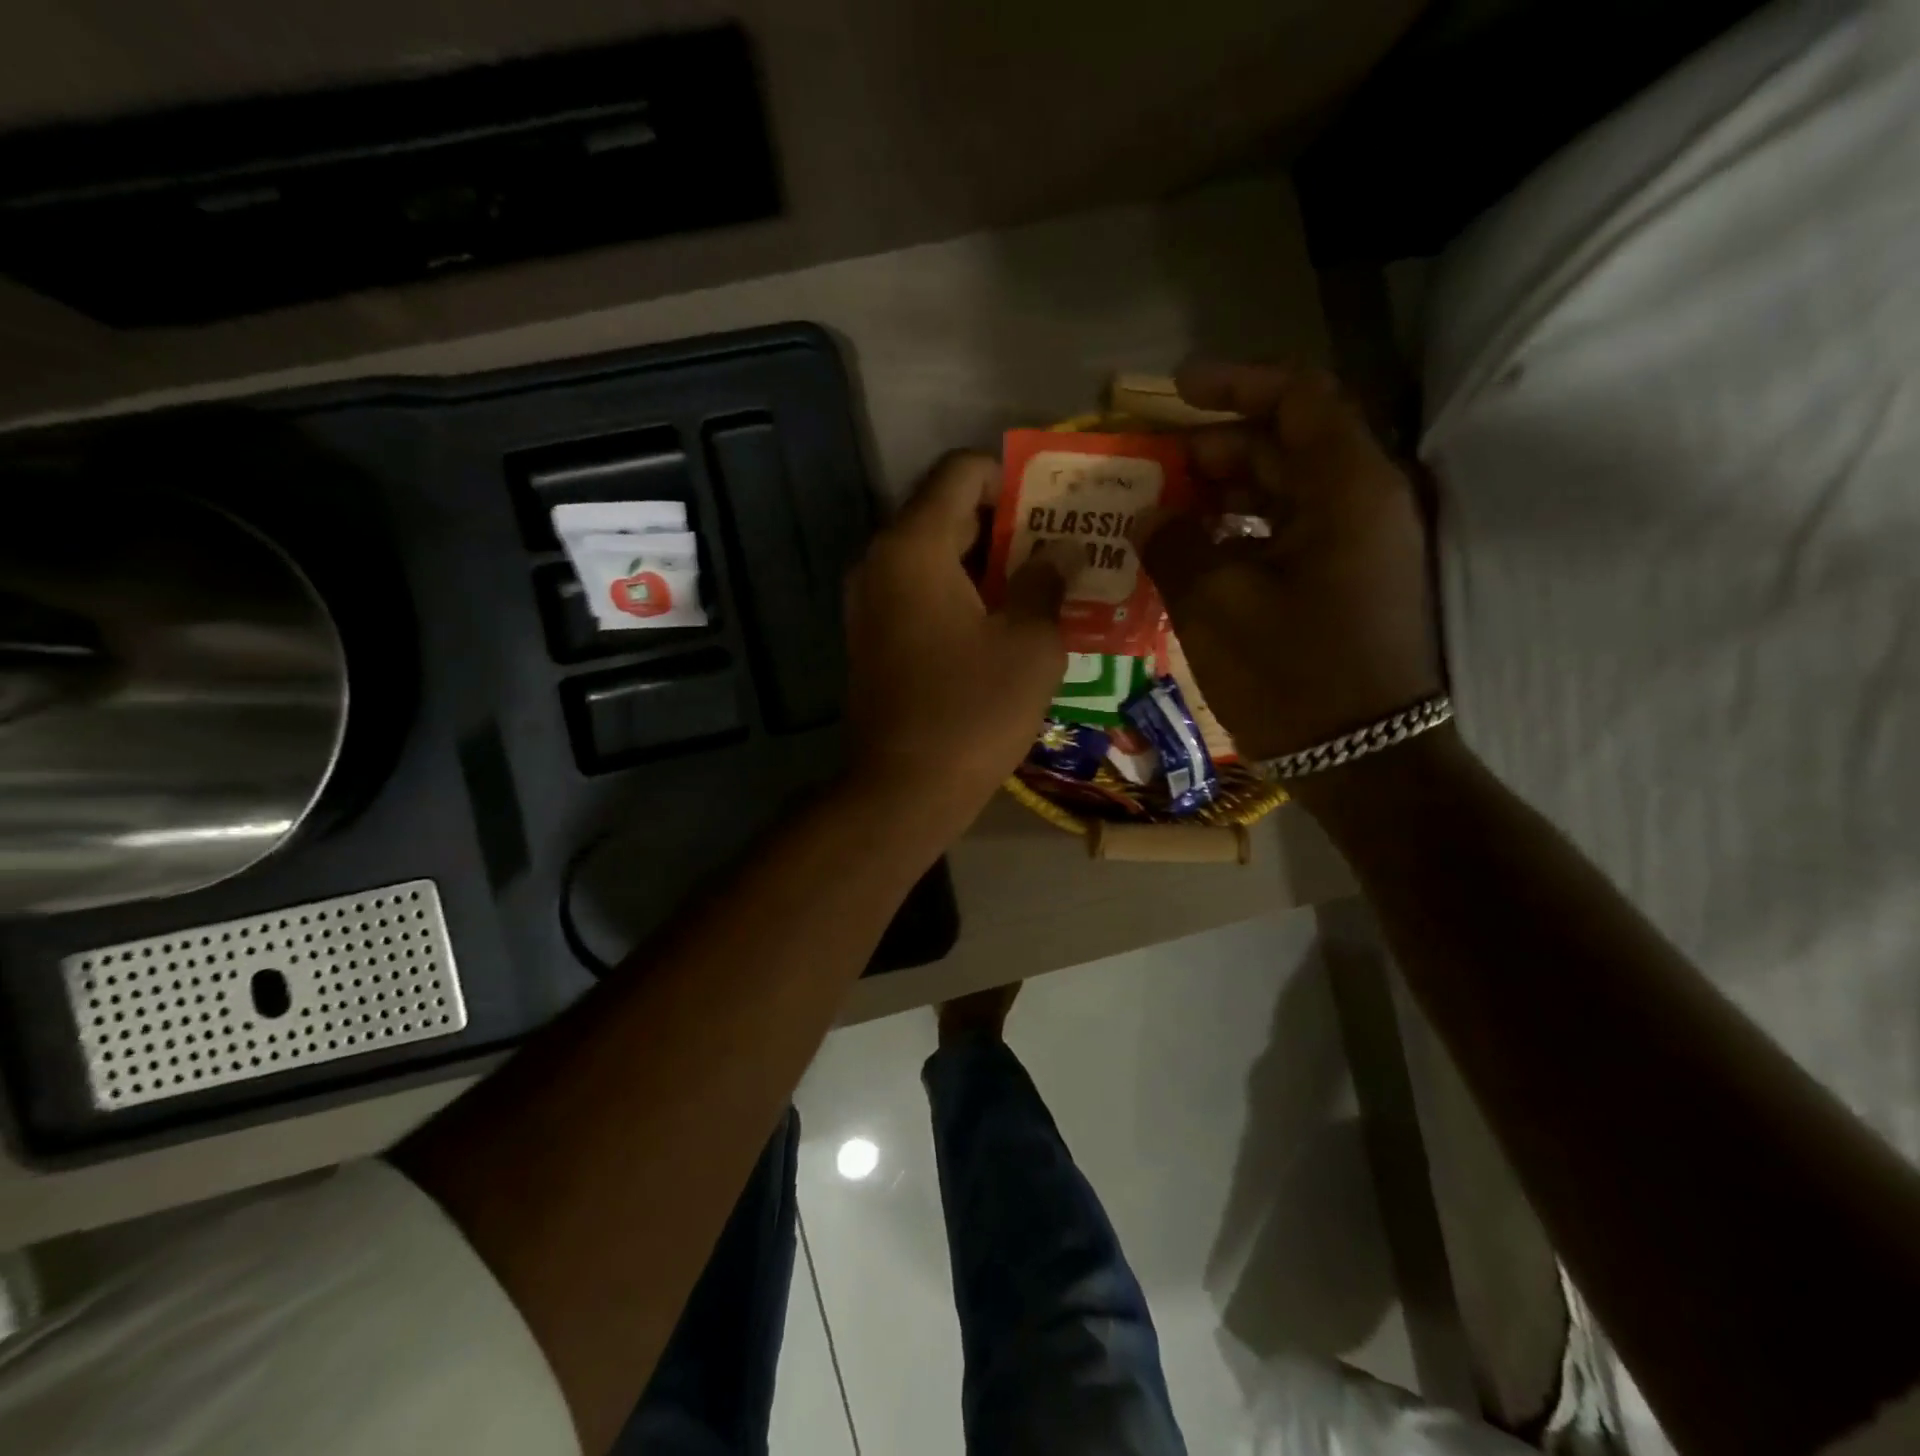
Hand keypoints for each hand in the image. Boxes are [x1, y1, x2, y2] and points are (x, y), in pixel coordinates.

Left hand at [844, 450, 1065, 835]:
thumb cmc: (973, 712)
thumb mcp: (1030, 644)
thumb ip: (1045, 583)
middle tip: (1060, 545)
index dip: (1011, 476)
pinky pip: (920, 593)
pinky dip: (960, 594)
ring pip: (933, 556)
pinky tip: (1004, 622)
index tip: (1052, 507)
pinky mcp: (873, 638)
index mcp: (913, 546)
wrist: (903, 790)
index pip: (960, 472)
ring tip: (1041, 583)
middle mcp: (880, 561)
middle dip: (1005, 522)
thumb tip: (1055, 555)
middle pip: (945, 512)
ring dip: (985, 562)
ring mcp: (869, 602)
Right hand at [1132, 361, 1442, 764]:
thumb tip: (1153, 518)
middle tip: (1154, 467)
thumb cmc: (1292, 676)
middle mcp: (1364, 505)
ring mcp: (1360, 548)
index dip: (1235, 383)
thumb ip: (1175, 545)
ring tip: (1164, 512)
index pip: (1297, 398)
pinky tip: (1195, 556)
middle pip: (1288, 445)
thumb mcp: (1214, 605)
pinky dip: (1242, 534)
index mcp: (1346, 490)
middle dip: (1217, 447)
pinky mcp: (1348, 585)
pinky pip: (1290, 537)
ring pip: (1286, 494)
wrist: (1366, 762)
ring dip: (1225, 493)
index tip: (1176, 390)